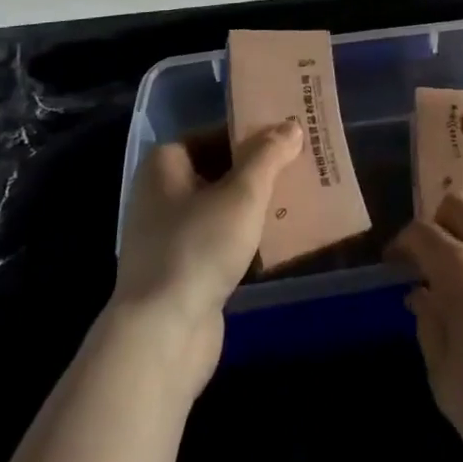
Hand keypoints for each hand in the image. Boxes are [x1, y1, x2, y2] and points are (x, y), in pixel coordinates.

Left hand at [112, 120, 302, 384]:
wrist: (162, 336)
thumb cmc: (198, 246)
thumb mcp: (243, 193)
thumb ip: (269, 155)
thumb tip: (291, 125)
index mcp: (164, 165)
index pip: (213, 134)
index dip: (250, 132)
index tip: (287, 135)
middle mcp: (161, 195)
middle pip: (219, 169)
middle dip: (259, 169)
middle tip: (301, 163)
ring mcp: (169, 236)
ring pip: (222, 207)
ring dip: (256, 204)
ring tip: (300, 196)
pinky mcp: (182, 271)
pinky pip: (221, 240)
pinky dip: (247, 236)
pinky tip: (281, 237)